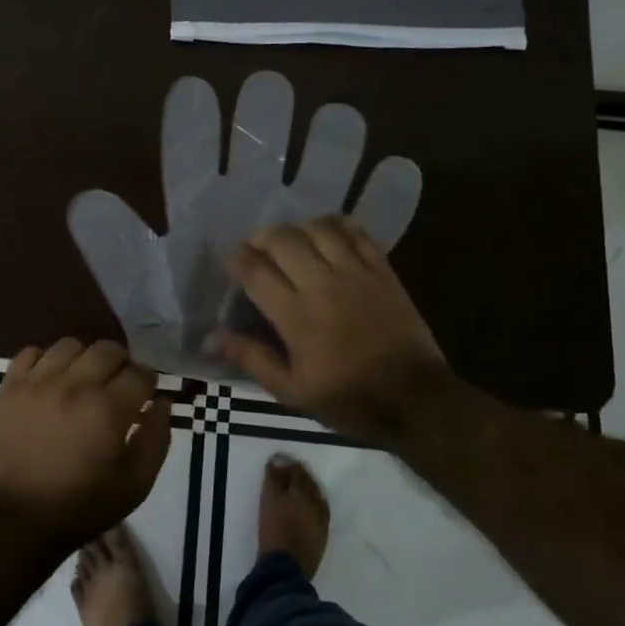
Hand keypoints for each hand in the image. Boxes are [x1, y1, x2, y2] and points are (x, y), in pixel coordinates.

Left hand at [0, 339, 172, 557]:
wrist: (16, 521)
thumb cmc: (81, 507)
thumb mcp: (135, 484)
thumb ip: (156, 439)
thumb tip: (162, 403)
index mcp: (108, 408)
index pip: (140, 373)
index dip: (148, 383)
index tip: (145, 396)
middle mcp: (74, 384)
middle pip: (108, 349)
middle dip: (121, 364)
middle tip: (117, 386)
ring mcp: (37, 382)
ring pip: (70, 345)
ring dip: (84, 359)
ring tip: (82, 381)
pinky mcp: (9, 388)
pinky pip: (30, 353)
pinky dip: (45, 361)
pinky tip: (50, 381)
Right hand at [216, 215, 455, 442]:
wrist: (415, 399)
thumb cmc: (349, 399)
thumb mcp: (291, 391)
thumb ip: (251, 358)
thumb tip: (210, 338)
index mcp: (296, 315)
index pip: (255, 270)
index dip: (237, 260)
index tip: (231, 265)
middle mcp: (322, 284)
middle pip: (282, 239)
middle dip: (261, 238)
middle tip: (256, 251)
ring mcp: (356, 272)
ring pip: (317, 228)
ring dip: (296, 229)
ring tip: (290, 242)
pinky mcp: (382, 269)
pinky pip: (355, 232)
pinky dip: (335, 225)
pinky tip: (325, 234)